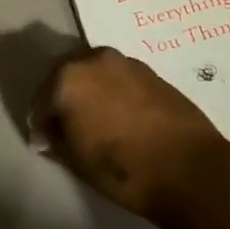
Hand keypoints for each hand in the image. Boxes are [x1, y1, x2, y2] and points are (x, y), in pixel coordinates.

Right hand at [29, 47, 229, 219]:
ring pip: (93, 72)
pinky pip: (118, 78)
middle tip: (62, 125)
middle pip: (65, 75)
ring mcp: (125, 61)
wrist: (190, 169)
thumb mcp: (77, 160)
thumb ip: (56, 140)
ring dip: (88, 91)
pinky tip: (118, 116)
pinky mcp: (151, 71)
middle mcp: (93, 59)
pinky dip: (111, 92)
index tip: (42, 143)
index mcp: (68, 78)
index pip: (40, 99)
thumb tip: (48, 135)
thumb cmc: (124, 168)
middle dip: (60, 97)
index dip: (39, 123)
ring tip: (93, 120)